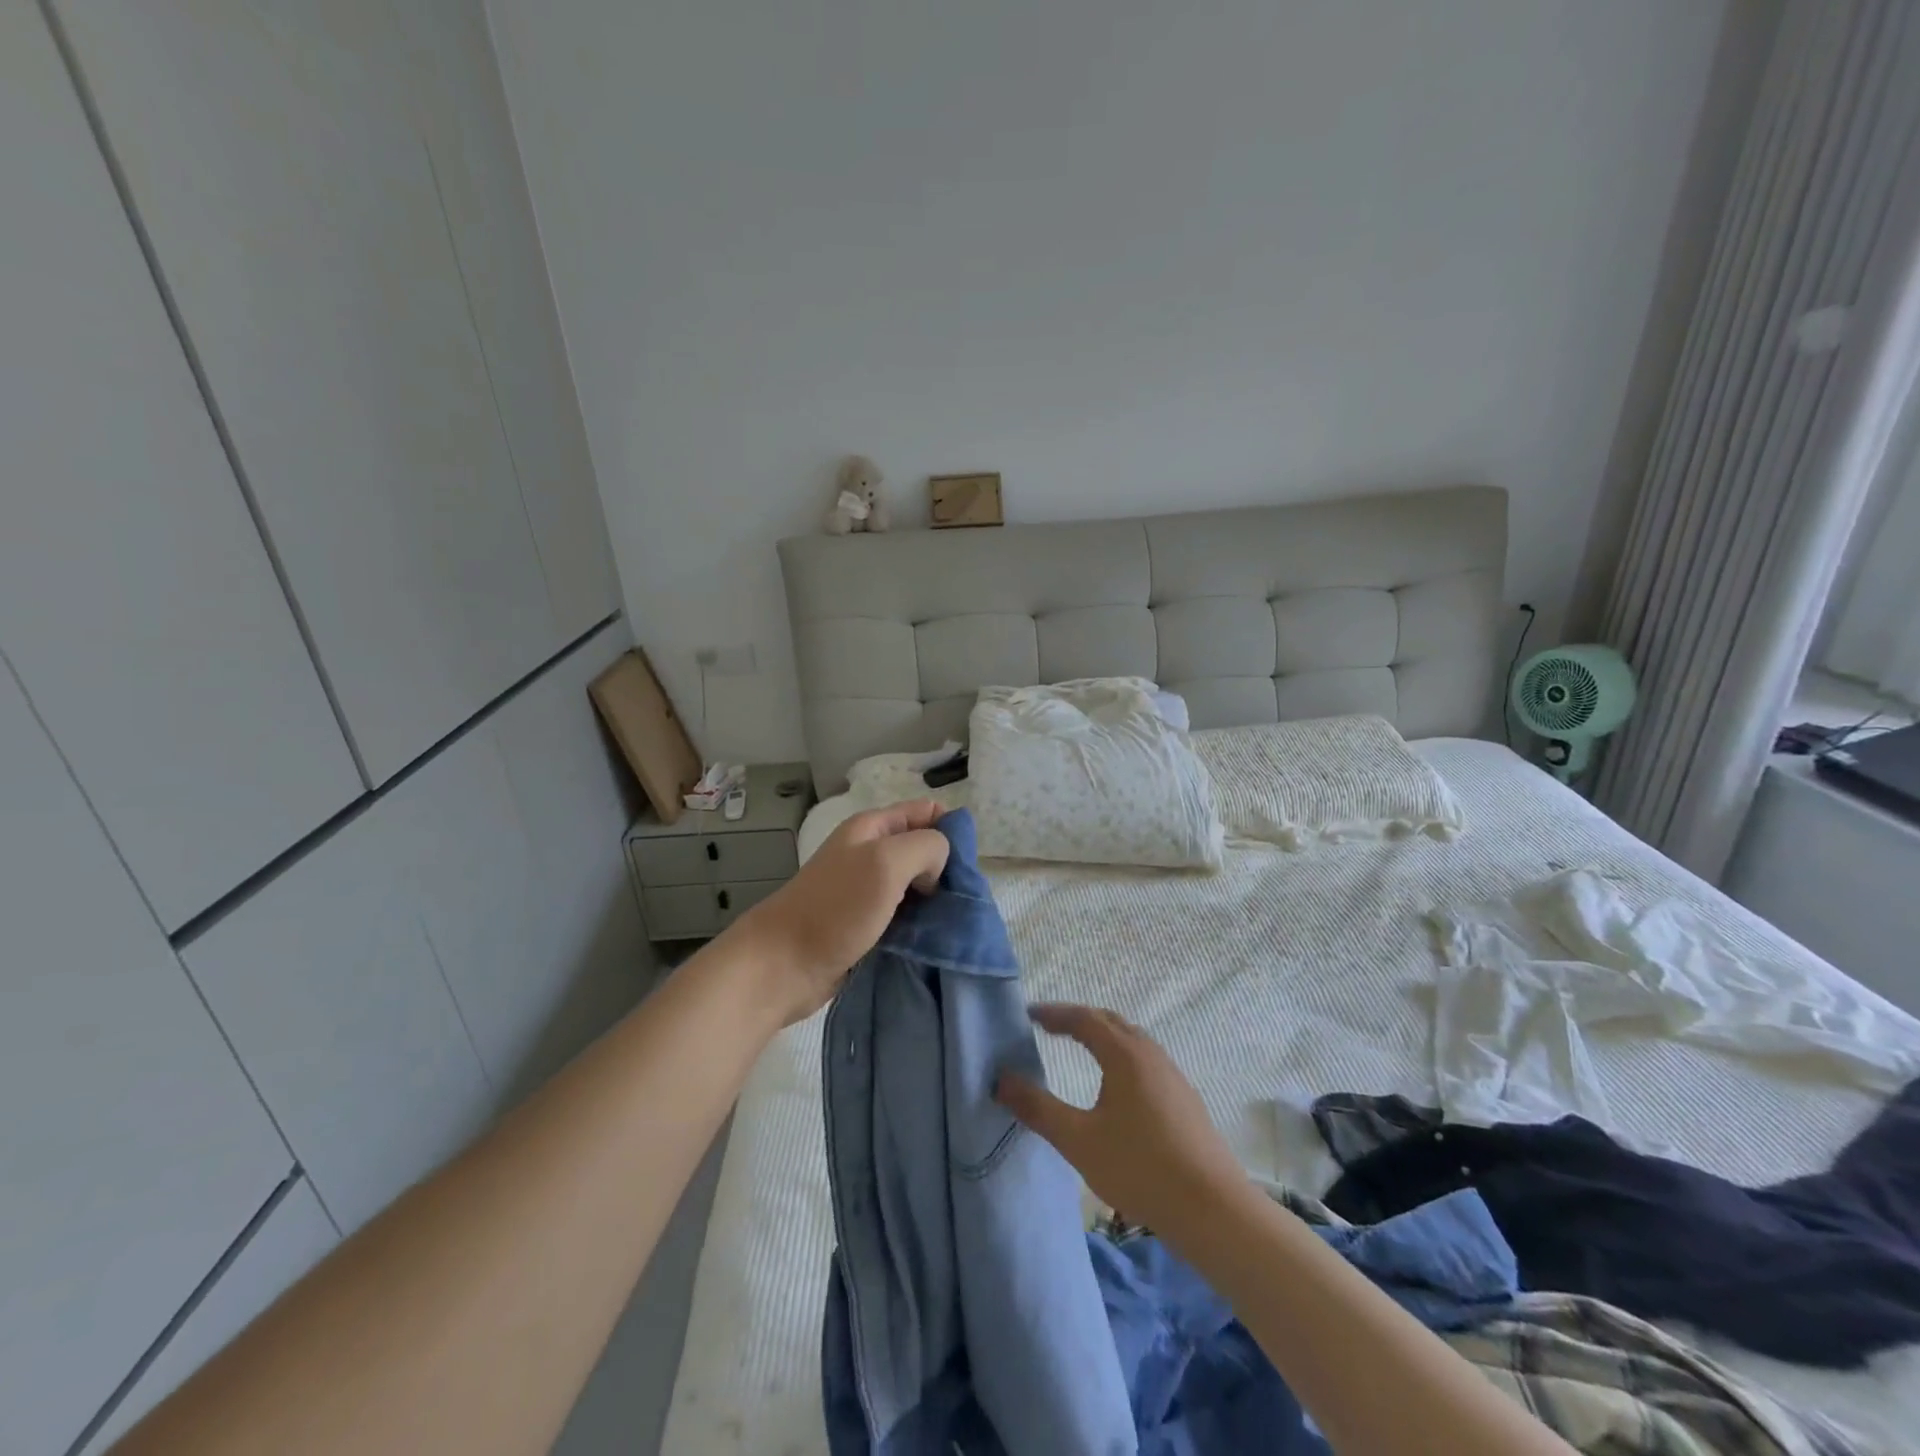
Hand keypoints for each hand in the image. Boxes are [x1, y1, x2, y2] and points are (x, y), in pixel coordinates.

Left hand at [731, 800, 949, 1025]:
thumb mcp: (886, 861)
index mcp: (872, 827)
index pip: (926, 811)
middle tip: (961, 897)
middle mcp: (869, 853)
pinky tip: (932, 939)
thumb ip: (926, 846)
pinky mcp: (865, 924)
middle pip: (923, 849)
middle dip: (946, 868)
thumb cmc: (835, 908)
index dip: (950, 829)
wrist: (783, 966)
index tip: (963, 863)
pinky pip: (904, 916)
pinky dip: (920, 924)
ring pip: (916, 885)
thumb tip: (938, 864)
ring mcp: (866, 890)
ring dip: (936, 900)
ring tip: (952, 921)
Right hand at [996, 1004, 1250, 1235]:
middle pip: (1110, 1022)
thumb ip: (1038, 1108)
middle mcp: (1150, 1055)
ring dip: (1103, 1035)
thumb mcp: (1078, 1141)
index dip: (1055, 1014)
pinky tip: (1116, 1085)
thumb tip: (1001, 1080)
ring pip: (1132, 1040)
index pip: (1084, 1019)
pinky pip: (1145, 1059)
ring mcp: (1172, 1076)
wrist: (1213, 1209)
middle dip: (1079, 1019)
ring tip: (1080, 1048)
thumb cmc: (1140, 1168)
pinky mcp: (1184, 1099)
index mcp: (1124, 1055)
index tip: (1029, 1015)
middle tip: (1050, 1026)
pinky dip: (1121, 1055)